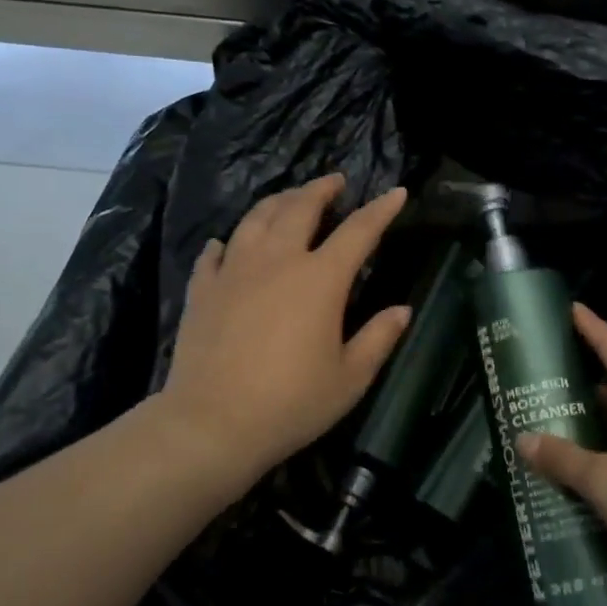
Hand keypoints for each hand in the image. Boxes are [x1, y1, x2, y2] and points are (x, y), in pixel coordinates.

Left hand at [155, 174, 411, 501]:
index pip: (359, 231)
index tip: (396, 192)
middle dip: (321, 189)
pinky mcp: (204, 289)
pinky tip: (226, 243)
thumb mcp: (350, 378)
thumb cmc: (291, 403)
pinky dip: (226, 242)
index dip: (381, 209)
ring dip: (277, 202)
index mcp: (320, 278)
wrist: (212, 423)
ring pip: (256, 218)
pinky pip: (215, 253)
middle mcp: (278, 260)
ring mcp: (235, 270)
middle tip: (334, 182)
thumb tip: (402, 310)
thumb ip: (379, 338)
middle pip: (300, 208)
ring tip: (289, 198)